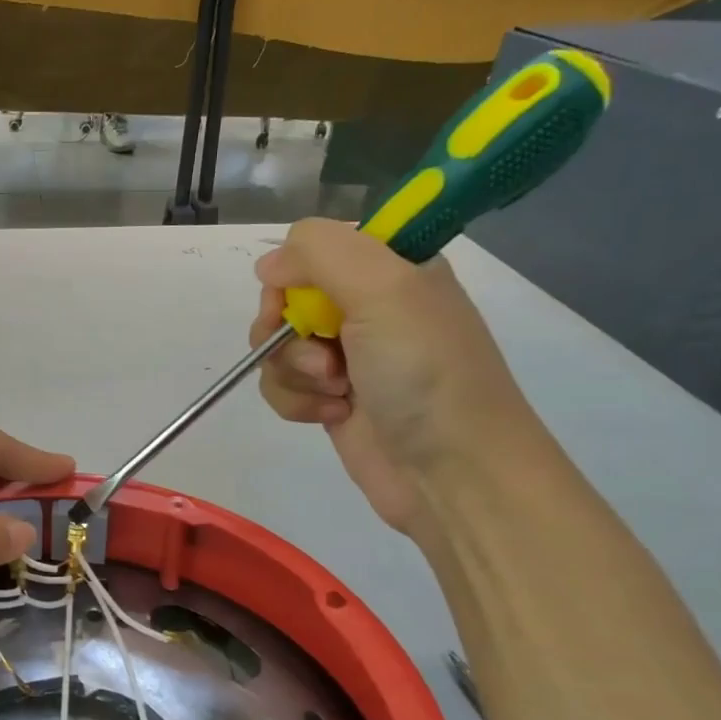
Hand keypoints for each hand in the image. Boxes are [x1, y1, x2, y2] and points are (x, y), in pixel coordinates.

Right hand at [249, 218, 541, 534]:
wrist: (453, 471)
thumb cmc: (425, 372)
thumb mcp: (384, 288)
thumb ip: (320, 253)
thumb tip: (267, 265)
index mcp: (391, 267)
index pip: (314, 248)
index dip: (295, 273)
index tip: (299, 300)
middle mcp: (367, 306)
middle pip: (286, 298)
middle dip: (288, 330)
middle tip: (322, 355)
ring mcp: (348, 356)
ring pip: (277, 346)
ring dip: (294, 371)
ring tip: (337, 393)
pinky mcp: (331, 399)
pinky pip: (283, 386)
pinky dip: (297, 401)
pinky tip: (332, 416)